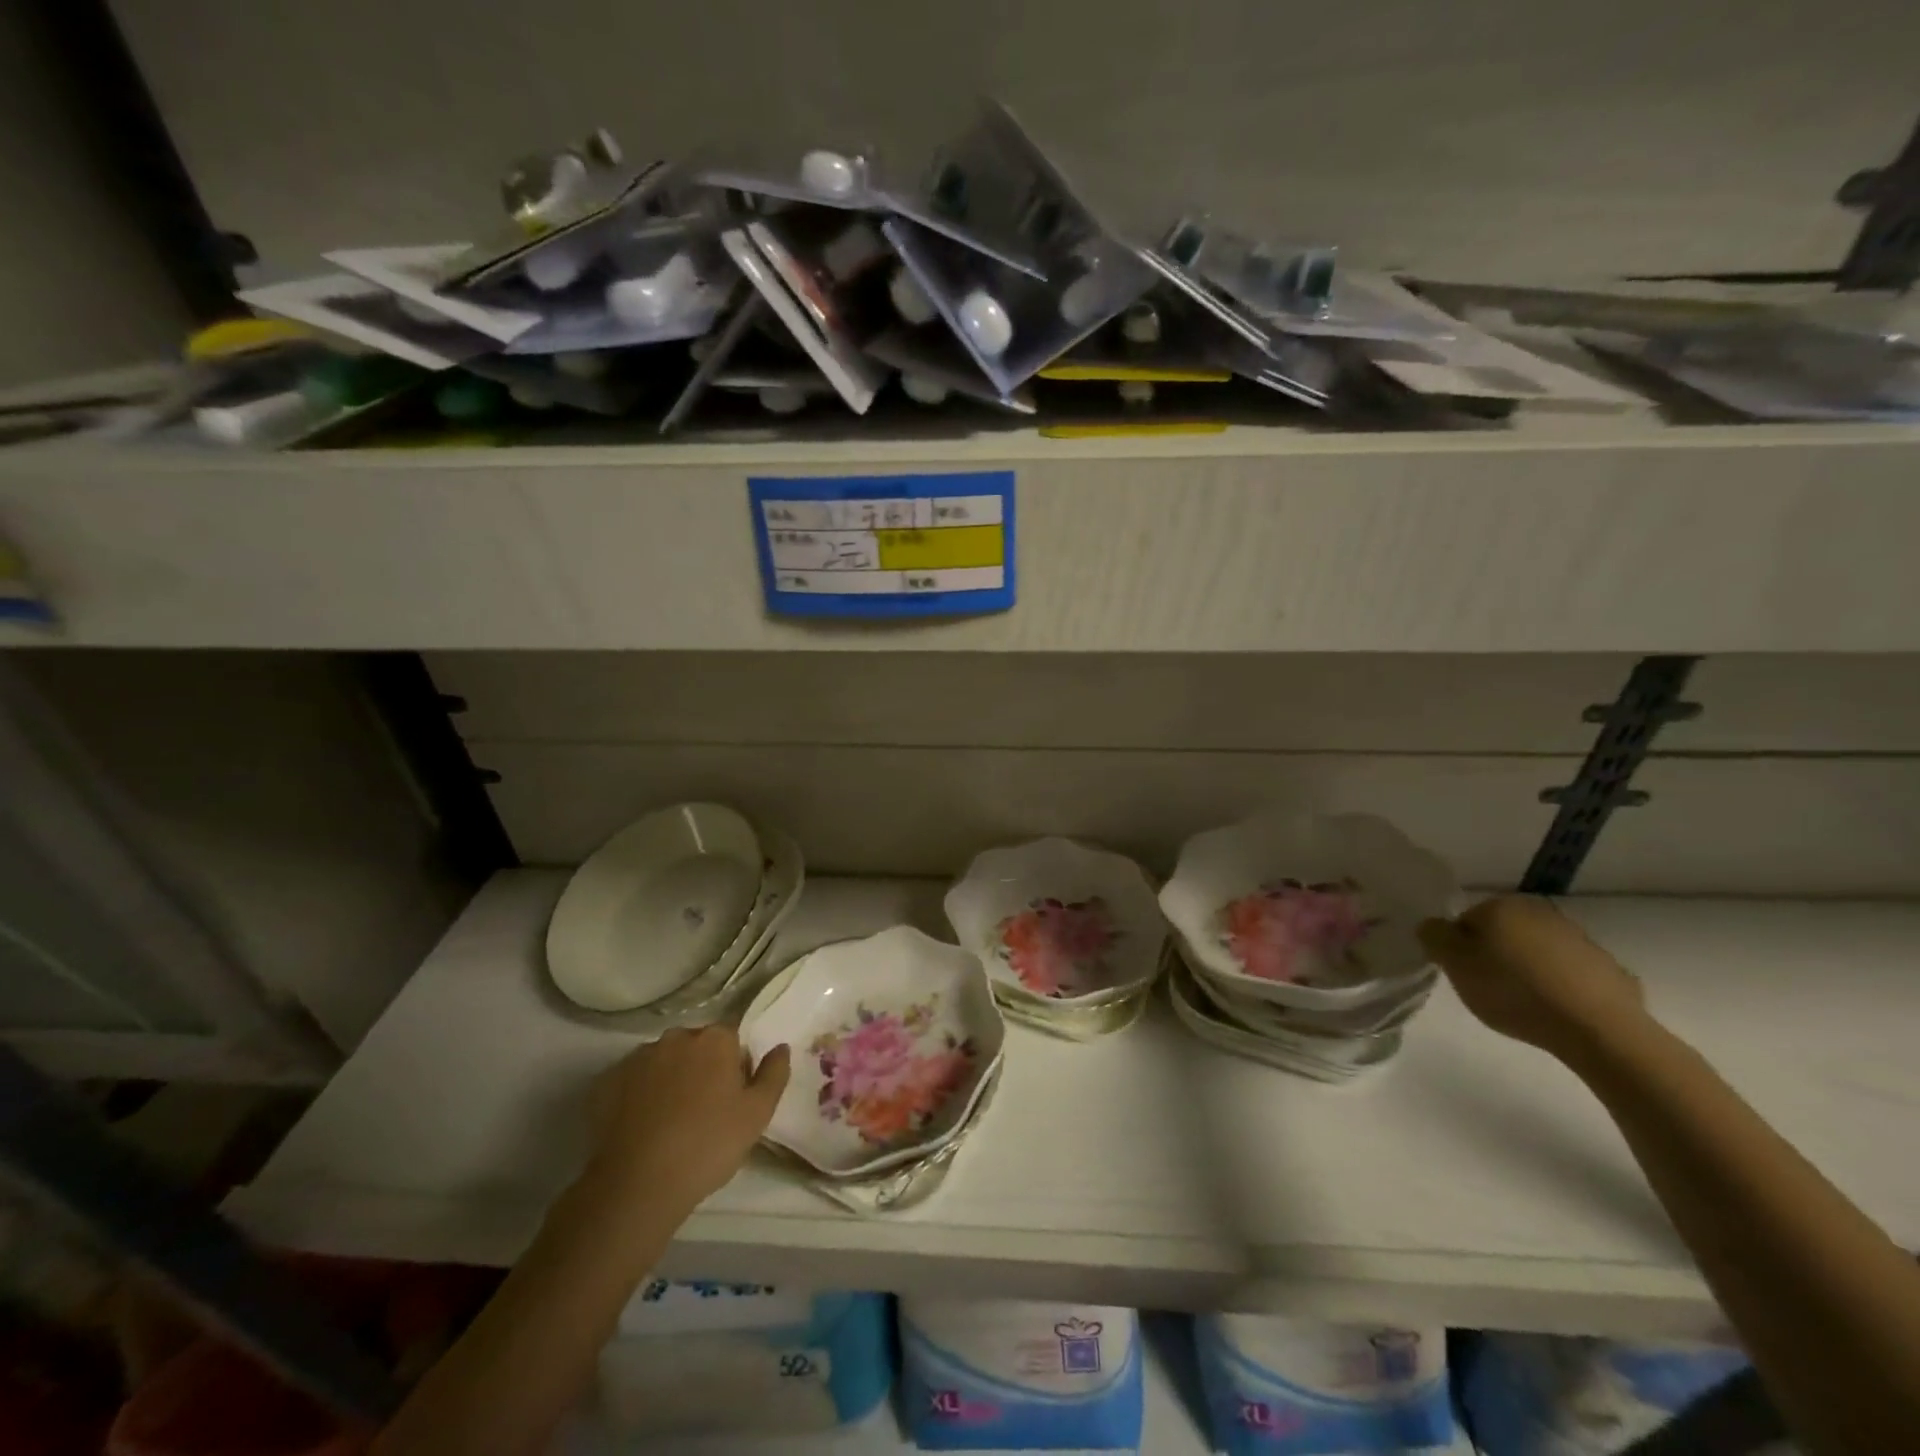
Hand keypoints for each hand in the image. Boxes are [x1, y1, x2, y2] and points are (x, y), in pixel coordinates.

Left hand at [586, 1026, 789, 1216]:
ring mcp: (637, 1058)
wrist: (637, 1184)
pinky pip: (631, 1081)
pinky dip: (638, 1096)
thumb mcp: (757, 1114)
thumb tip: (780, 1047)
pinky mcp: (606, 1082)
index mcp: (715, 1039)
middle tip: (702, 1112)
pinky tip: (641, 1127)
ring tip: (669, 1123)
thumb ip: (774, 1074)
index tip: (731, 1099)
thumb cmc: (708, 1145)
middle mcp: (676, 1037)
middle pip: (695, 1046)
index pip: (732, 1040)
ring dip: (669, 1080)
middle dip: (701, 1069)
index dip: (734, 1068)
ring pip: (662, 1062)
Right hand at [1418, 896, 1651, 1064]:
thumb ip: (1433, 936)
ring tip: (1526, 1004)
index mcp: (1502, 906)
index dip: (1460, 950)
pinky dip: (1561, 987)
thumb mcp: (1454, 964)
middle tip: (1491, 990)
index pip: (1465, 921)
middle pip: (1503, 934)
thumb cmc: (1513, 990)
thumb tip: (1433, 926)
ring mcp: (1580, 940)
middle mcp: (1541, 912)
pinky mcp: (1609, 969)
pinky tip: (1558, 1011)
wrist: (1598, 1029)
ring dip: (1529, 970)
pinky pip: (1571, 974)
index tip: (1465, 975)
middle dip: (1495, 956)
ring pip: (1538, 952)